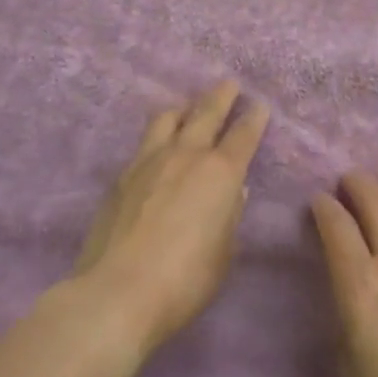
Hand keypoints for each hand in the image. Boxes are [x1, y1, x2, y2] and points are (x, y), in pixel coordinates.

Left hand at [71, 80, 267, 356]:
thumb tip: (233, 193)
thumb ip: (229, 218)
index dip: (254, 119)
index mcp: (221, 173)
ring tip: (188, 107)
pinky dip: (158, 135)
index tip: (260, 106)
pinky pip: (145, 142)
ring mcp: (150, 161)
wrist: (117, 292)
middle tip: (229, 84)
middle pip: (206, 113)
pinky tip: (158, 146)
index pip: (243, 135)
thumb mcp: (223, 253)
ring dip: (184, 109)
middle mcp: (187, 155)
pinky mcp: (122, 175)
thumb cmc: (184, 280)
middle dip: (221, 96)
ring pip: (169, 118)